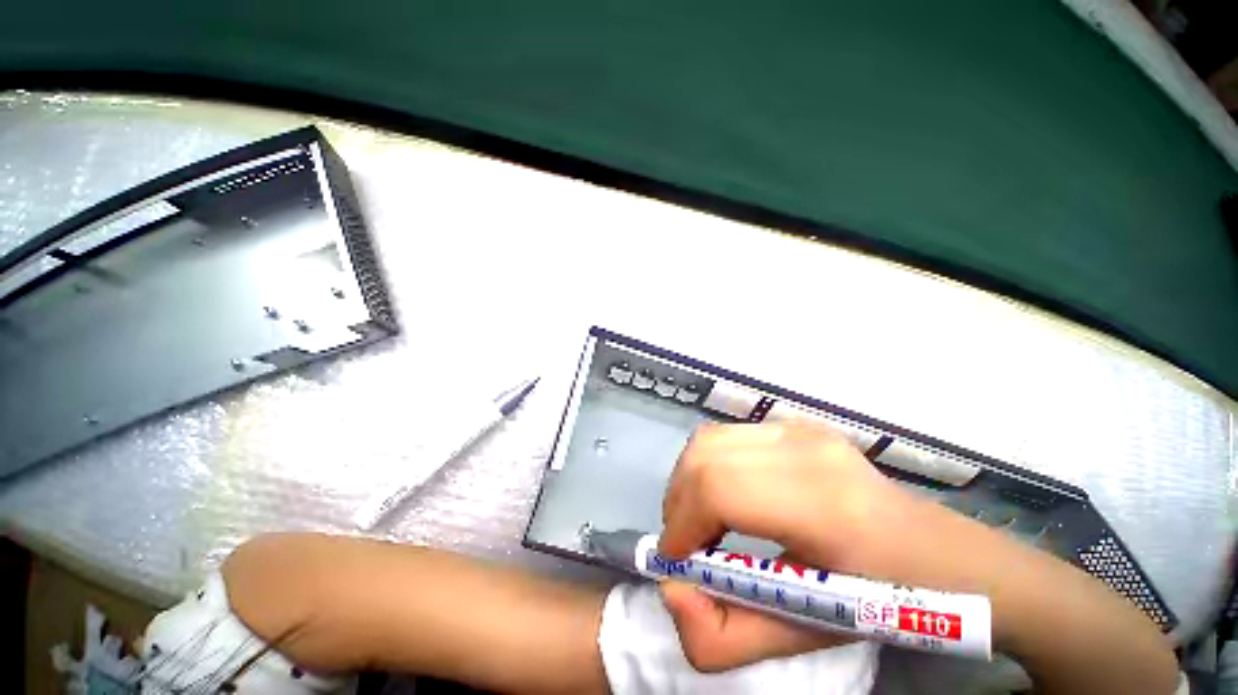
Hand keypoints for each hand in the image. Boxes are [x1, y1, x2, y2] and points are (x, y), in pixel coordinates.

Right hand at [658, 421, 913, 670]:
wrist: (937, 551)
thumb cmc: (879, 601)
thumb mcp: (802, 637)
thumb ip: (722, 637)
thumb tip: (671, 588)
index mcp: (822, 505)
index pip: (719, 489)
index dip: (682, 523)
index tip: (677, 560)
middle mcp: (806, 449)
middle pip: (705, 455)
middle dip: (678, 502)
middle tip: (687, 542)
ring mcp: (800, 429)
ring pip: (710, 439)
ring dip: (689, 480)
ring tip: (702, 519)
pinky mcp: (794, 424)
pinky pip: (727, 436)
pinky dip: (708, 465)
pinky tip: (726, 495)